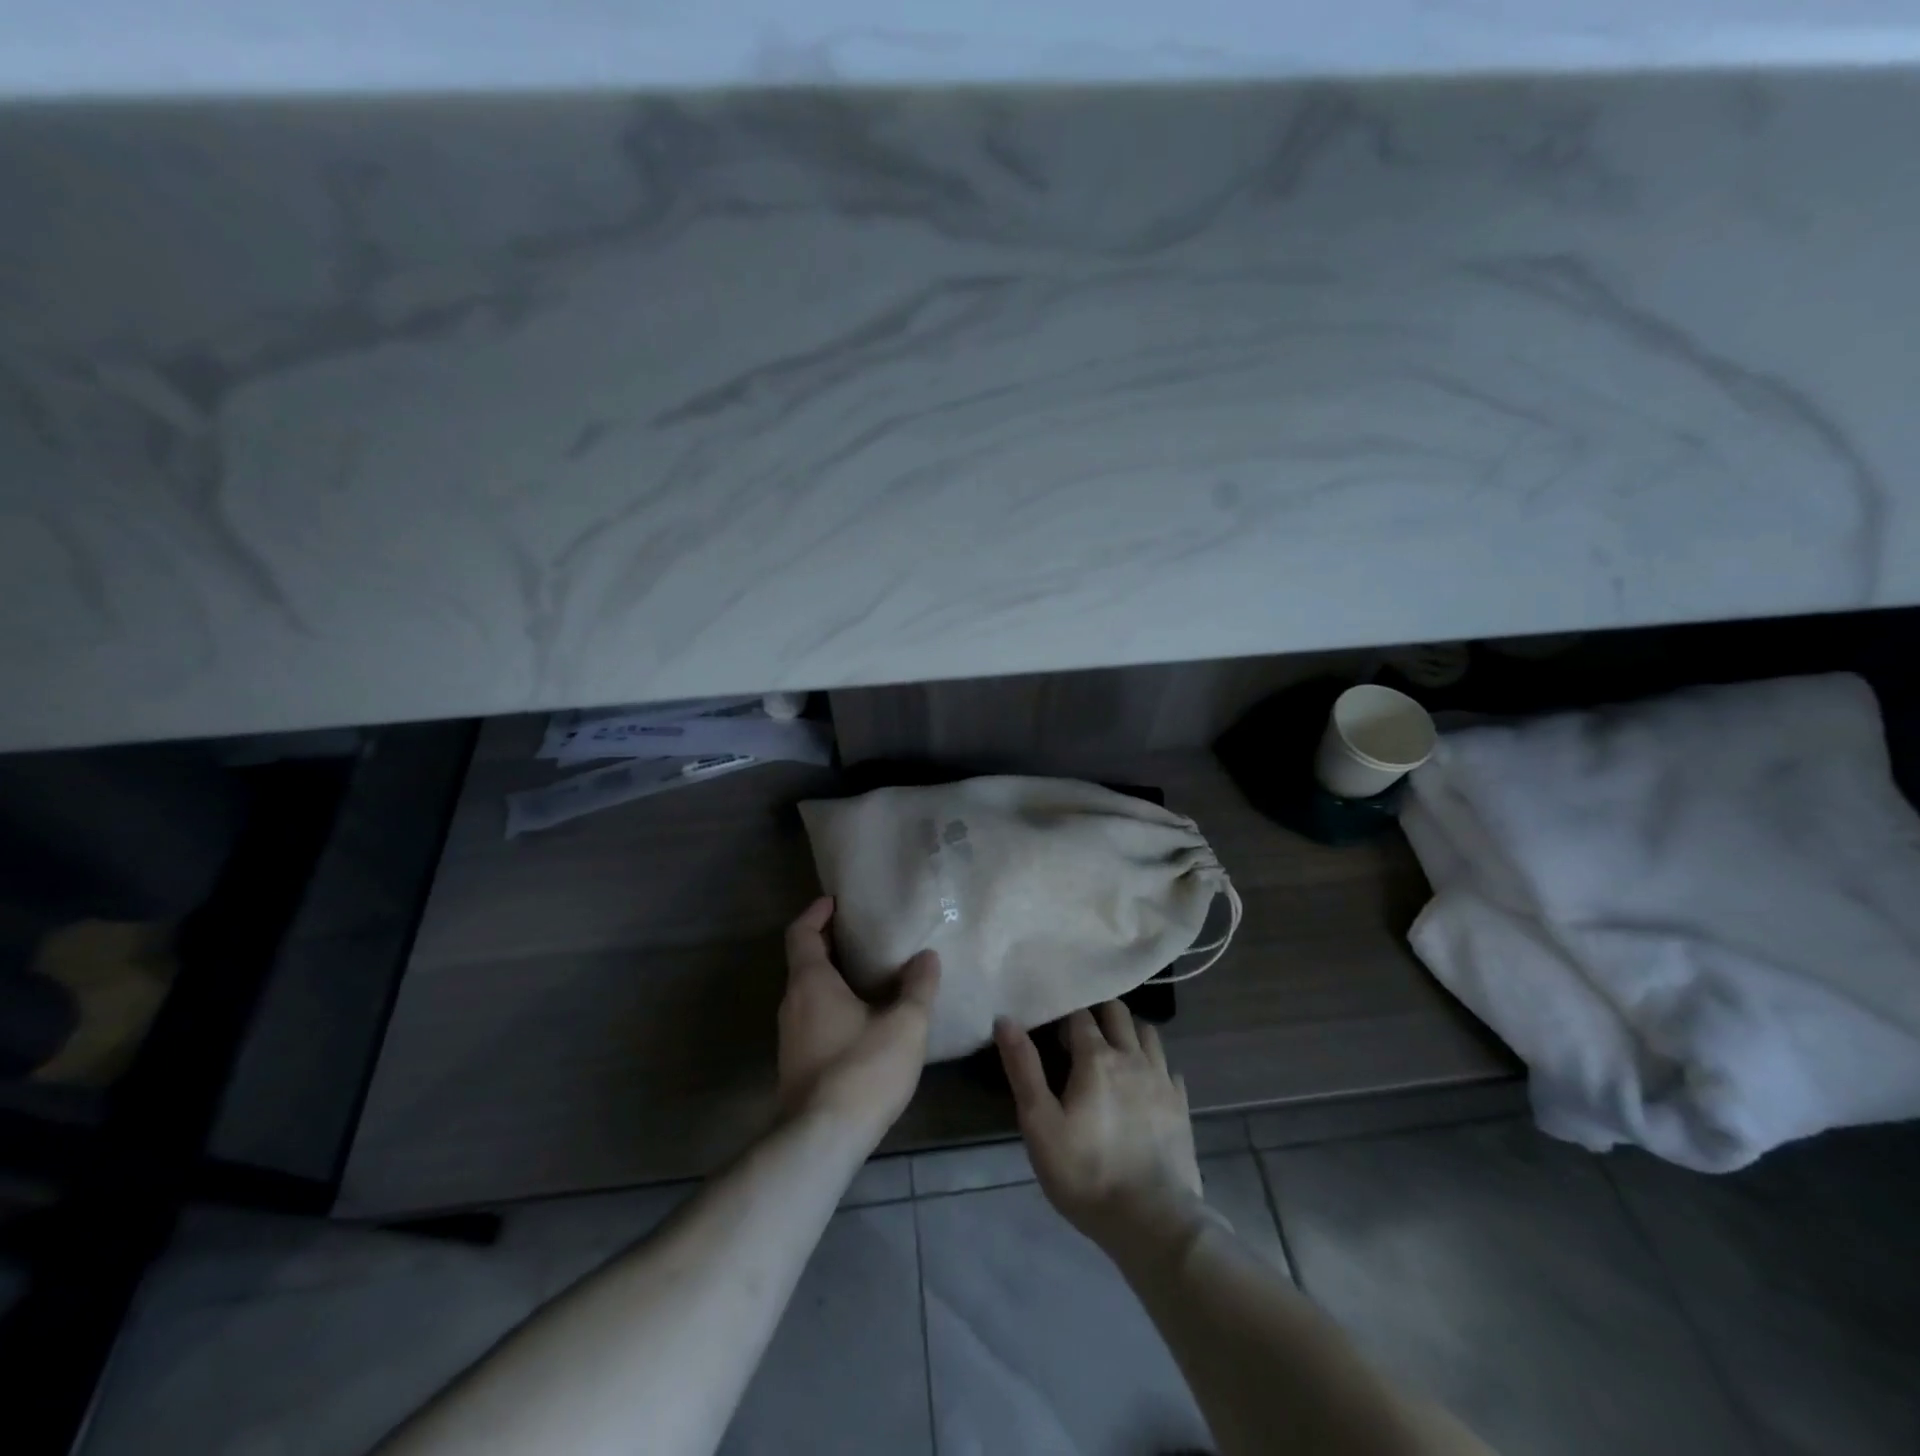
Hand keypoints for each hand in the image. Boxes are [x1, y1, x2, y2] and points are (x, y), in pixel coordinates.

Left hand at [778, 897, 939, 1145]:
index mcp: (811, 982)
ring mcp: (791, 1036)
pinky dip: (833, 1004)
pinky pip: (813, 1017)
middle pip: (805, 960)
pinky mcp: (796, 1063)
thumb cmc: (862, 1069)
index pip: (802, 933)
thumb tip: (926, 957)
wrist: (821, 1140)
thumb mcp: (905, 1024)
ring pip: (809, 991)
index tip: (836, 901)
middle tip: (866, 933)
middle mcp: (793, 1002)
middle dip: (832, 943)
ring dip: (834, 976)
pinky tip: (865, 1018)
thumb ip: (918, 987)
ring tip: (871, 974)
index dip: (817, 912)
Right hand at [995, 1003, 1205, 1260]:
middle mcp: (1133, 1057)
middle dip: (1099, 1013)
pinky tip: (1144, 1086)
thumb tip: (1005, 1019)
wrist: (1153, 1222)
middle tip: (1081, 1036)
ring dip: (1129, 1033)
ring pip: (1148, 1033)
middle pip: (1118, 1012)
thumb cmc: (1086, 1173)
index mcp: (1096, 1057)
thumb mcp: (1040, 1124)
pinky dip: (1154, 1065)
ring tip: (1114, 1054)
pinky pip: (1168, 1067)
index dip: (1064, 1016)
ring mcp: (1162, 1079)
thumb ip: (1023, 1068)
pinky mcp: (1181, 1105)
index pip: (1079, 1014)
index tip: (1053, 1031)